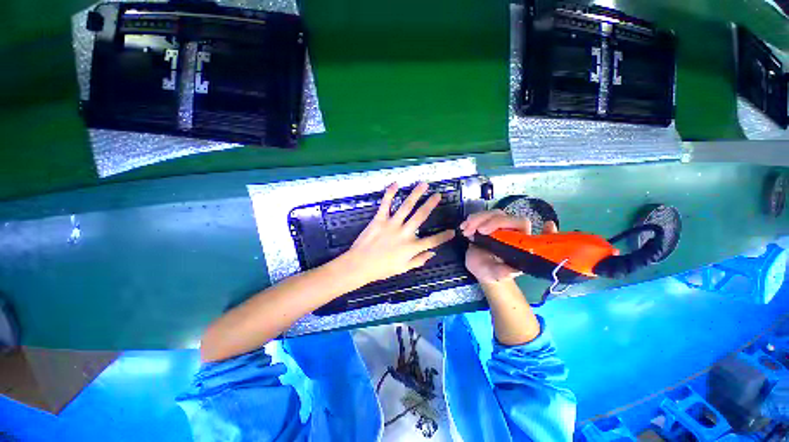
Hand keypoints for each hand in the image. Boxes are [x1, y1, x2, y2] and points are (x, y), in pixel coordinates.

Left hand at [343, 182, 455, 284]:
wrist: (359, 265)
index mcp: (411, 247)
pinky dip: (390, 193)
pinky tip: (396, 184)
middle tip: (438, 195)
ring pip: (406, 206)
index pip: (432, 241)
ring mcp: (392, 224)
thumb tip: (432, 254)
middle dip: (431, 204)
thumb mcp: (403, 269)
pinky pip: (386, 204)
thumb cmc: (382, 269)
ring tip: (424, 184)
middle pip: (421, 216)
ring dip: (416, 194)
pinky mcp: (379, 219)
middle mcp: (405, 233)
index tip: (453, 231)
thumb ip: (419, 261)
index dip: (444, 236)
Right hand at [460, 209, 557, 283]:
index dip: (545, 230)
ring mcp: (498, 226)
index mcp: (520, 243)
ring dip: (477, 219)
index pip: (532, 233)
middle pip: (507, 217)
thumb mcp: (495, 274)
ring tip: (466, 231)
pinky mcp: (486, 223)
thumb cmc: (490, 271)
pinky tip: (463, 228)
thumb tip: (514, 270)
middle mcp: (511, 232)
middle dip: (493, 222)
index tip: (548, 224)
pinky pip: (480, 216)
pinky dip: (471, 220)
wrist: (478, 266)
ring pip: (492, 214)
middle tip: (479, 231)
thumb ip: (503, 272)